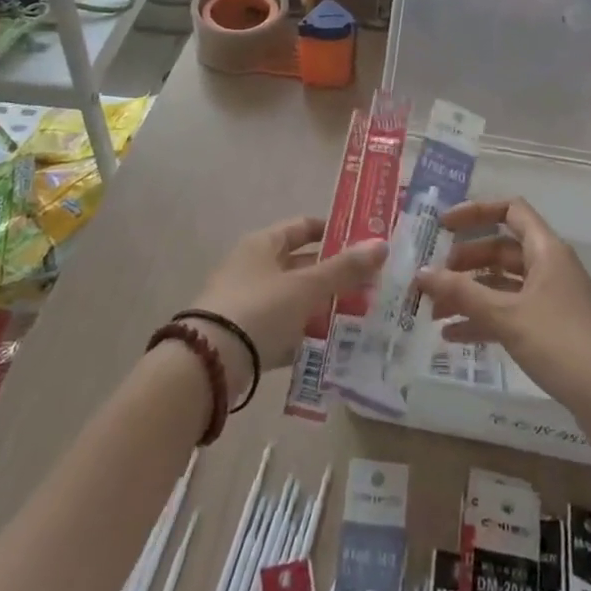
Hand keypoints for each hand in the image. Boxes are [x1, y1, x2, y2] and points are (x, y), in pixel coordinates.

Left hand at [189, 215, 384, 401]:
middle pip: (300, 265)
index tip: (364, 243)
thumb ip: (344, 269)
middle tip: (371, 285)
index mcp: (263, 244)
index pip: (303, 227)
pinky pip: (282, 328)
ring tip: (359, 316)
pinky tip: (329, 345)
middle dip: (334, 274)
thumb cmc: (259, 309)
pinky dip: (304, 333)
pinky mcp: (244, 337)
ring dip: (322, 305)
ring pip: (294, 298)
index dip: (333, 232)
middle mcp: (252, 267)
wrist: (208, 363)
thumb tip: (382, 244)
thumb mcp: (306, 287)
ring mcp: (246, 302)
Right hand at [414, 198, 590, 431]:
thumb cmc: (560, 343)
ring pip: (503, 283)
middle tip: (433, 279)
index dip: (475, 212)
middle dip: (464, 262)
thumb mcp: (505, 315)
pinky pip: (510, 311)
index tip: (442, 227)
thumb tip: (421, 273)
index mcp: (546, 250)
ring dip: (469, 293)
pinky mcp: (551, 327)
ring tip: (434, 311)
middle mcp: (550, 266)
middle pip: (501, 249)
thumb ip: (461, 292)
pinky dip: (484, 318)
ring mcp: (552, 298)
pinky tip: (454, 336)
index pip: (509, 210)